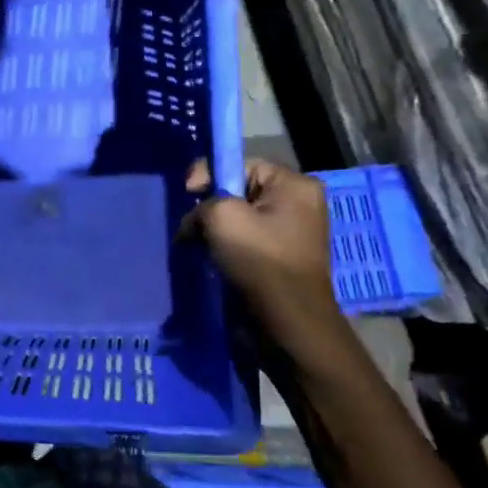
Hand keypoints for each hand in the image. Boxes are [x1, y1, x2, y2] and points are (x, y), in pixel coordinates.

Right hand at [180, 158, 341, 339]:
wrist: (287, 323)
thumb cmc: (260, 261)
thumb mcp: (222, 217)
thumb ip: (203, 202)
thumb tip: (197, 219)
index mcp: (295, 186)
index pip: (241, 164)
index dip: (210, 175)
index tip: (188, 195)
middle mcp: (299, 204)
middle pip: (239, 191)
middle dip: (210, 207)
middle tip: (192, 227)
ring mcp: (292, 232)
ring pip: (240, 217)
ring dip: (214, 230)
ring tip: (198, 246)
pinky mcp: (281, 257)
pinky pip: (247, 240)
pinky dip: (225, 246)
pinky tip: (211, 258)